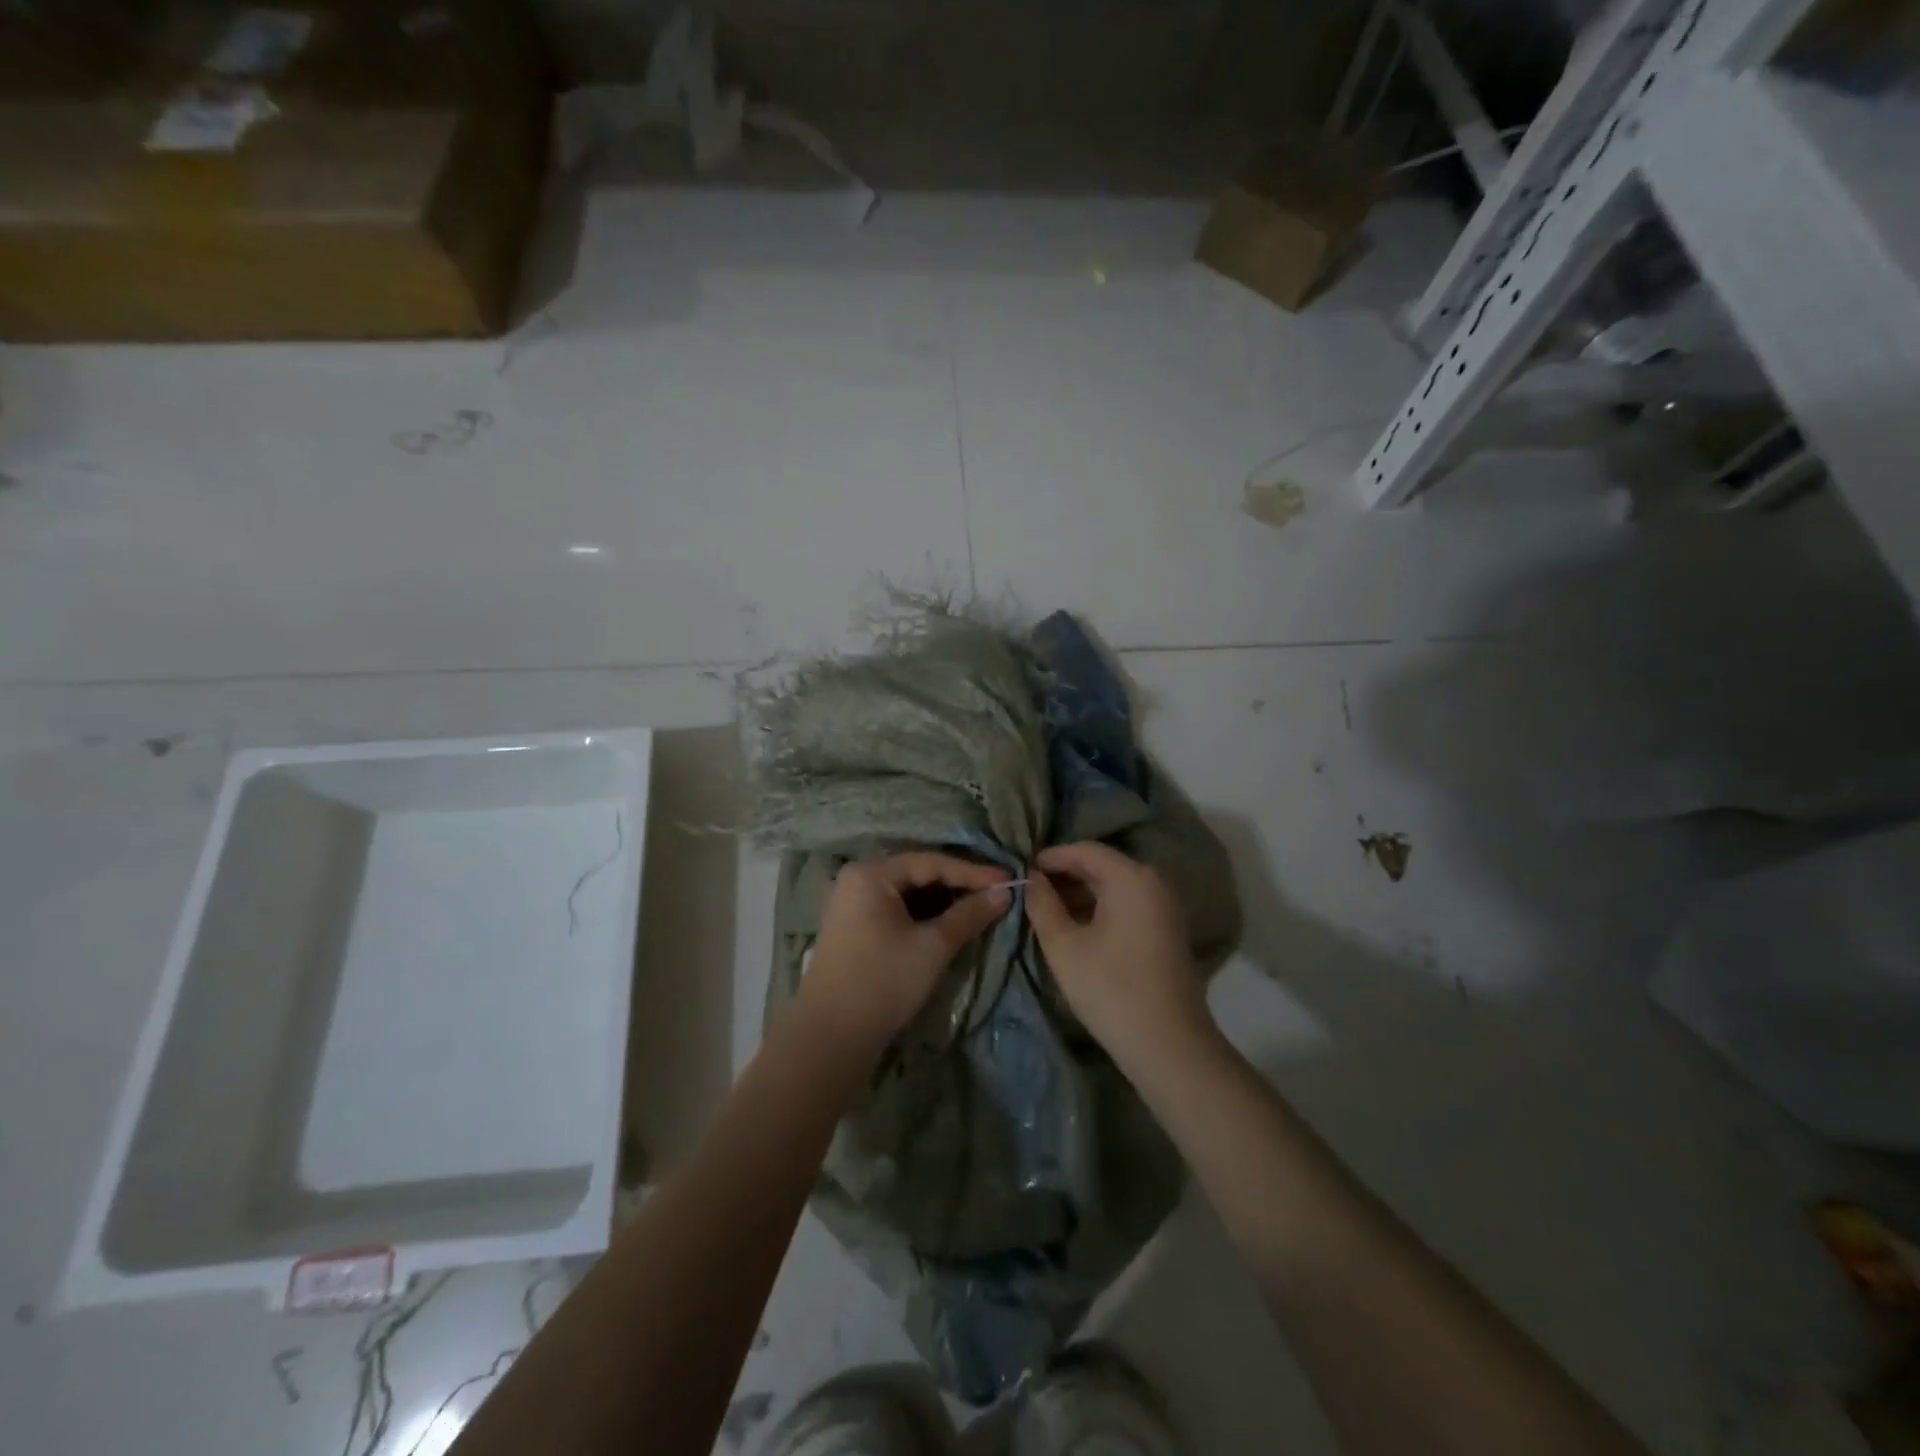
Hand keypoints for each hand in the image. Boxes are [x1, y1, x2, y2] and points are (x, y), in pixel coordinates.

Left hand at [803, 852, 1012, 1053]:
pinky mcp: (856, 930)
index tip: (1009, 880)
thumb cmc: (883, 981)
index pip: (931, 862)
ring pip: (909, 894)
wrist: (830, 1038)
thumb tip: (1004, 893)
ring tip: (981, 909)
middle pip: (918, 874)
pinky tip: (950, 926)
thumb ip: (969, 915)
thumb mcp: (933, 946)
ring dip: (944, 902)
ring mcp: (853, 906)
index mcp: (871, 874)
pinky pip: (897, 911)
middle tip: (997, 893)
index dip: (973, 871)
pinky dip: (925, 916)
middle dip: (959, 885)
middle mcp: (858, 881)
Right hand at [1025, 842, 1209, 1069]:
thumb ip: (1042, 904)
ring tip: (1045, 911)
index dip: (1051, 857)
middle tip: (1030, 891)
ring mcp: (1164, 907)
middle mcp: (1153, 883)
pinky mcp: (1166, 931)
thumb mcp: (1064, 946)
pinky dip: (1099, 909)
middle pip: (1102, 866)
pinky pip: (1126, 905)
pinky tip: (1074, 928)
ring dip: (1080, 894)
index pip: (1085, 850)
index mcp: (1131, 878)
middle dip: (1064, 875)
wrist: (1168, 1046)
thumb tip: (1031, 878)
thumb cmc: (1110, 989)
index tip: (1022, 871)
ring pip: (1114, 887)